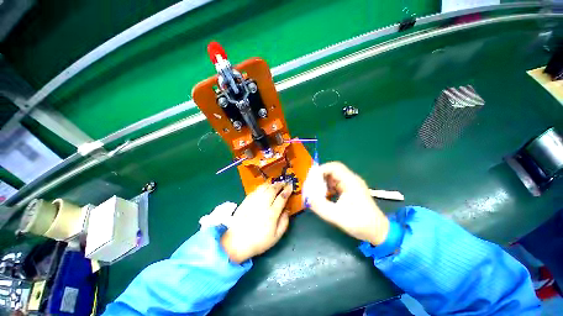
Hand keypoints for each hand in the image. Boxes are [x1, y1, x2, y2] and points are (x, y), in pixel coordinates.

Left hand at [221, 182, 292, 262]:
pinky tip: (264, 188)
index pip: (282, 197)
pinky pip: (256, 190)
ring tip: (275, 184)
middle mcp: (263, 204)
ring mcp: (253, 201)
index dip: (287, 190)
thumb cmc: (258, 241)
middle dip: (280, 184)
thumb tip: (287, 210)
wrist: (236, 242)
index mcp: (272, 213)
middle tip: (284, 183)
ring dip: (271, 184)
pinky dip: (262, 187)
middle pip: (273, 189)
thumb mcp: (276, 237)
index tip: (291, 186)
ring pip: (264, 187)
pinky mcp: (246, 200)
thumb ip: (284, 222)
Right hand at [305, 162, 389, 244]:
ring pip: (333, 177)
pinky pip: (335, 184)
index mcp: (351, 182)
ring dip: (323, 181)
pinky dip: (327, 187)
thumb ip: (321, 207)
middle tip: (311, 184)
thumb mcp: (338, 216)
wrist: (378, 231)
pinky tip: (323, 195)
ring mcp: (351, 185)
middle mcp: (351, 180)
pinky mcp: (350, 190)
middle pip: (332, 170)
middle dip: (320, 176)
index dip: (321, 170)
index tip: (311, 179)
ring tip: (315, 190)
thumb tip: (308, 199)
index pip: (334, 167)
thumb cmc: (361, 223)